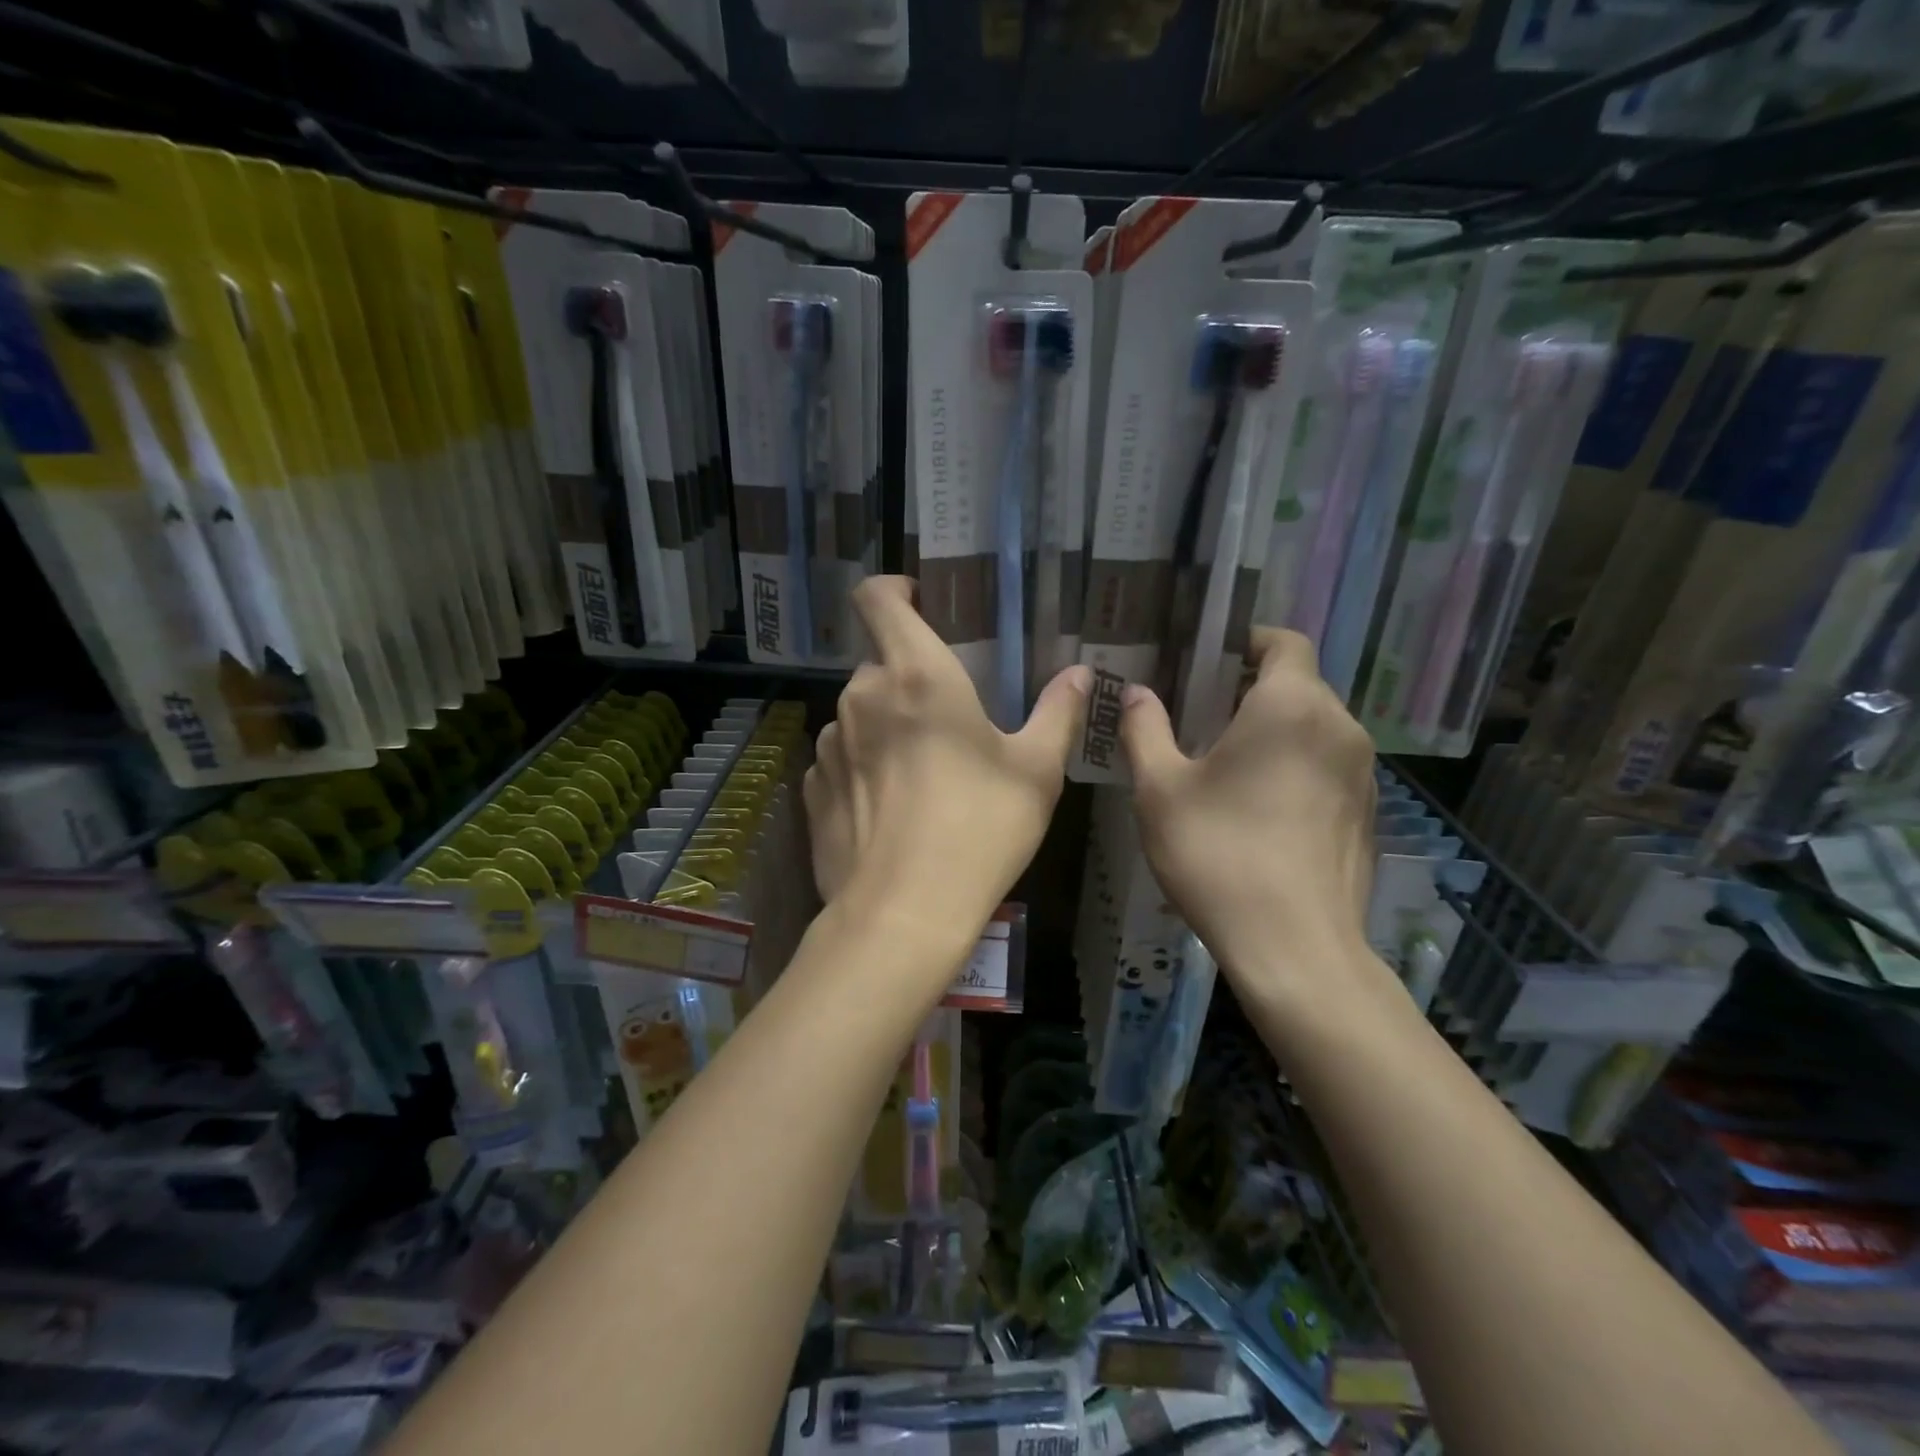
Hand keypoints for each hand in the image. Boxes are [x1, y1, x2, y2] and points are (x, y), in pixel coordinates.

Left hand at [804, 577, 1089, 953]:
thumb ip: (1057, 713)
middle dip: (912, 680)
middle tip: (950, 721)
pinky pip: (841, 759)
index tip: (921, 602)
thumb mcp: (1036, 771)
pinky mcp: (813, 789)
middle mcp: (861, 697)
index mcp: (916, 675)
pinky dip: (864, 768)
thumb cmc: (980, 830)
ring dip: (887, 727)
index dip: (894, 589)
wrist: (903, 915)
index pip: (878, 597)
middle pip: (881, 664)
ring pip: (860, 714)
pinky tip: (892, 811)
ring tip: (923, 775)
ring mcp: (829, 743)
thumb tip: (1079, 674)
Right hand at [1121, 628, 1378, 1003]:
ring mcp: (1363, 774)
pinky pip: (1329, 768)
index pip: (1285, 642)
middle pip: (1300, 685)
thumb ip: (1144, 730)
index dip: (1249, 642)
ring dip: (1275, 731)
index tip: (1210, 662)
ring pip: (1316, 728)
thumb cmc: (1218, 855)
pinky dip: (1297, 768)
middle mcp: (1340, 727)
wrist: (1294, 948)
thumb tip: (1136, 694)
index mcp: (1292, 706)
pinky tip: (1260, 810)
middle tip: (1202, 715)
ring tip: (1227, 764)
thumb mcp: (1160, 790)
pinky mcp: (1368, 816)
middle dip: (1253, 689)